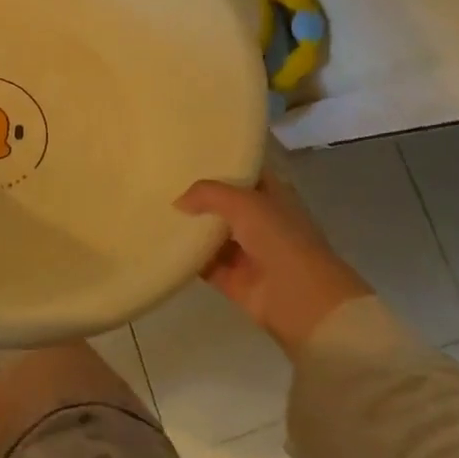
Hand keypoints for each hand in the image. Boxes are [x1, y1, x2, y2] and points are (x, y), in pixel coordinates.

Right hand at [174, 171, 372, 357]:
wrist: (301, 300)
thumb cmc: (280, 239)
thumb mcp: (244, 202)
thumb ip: (208, 193)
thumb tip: (179, 202)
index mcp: (274, 198)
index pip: (246, 174)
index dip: (223, 164)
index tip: (190, 156)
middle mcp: (262, 222)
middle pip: (226, 205)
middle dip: (200, 197)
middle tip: (164, 182)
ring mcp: (249, 253)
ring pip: (214, 234)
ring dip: (191, 227)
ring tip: (157, 211)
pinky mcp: (234, 280)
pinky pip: (206, 264)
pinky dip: (188, 257)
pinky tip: (164, 244)